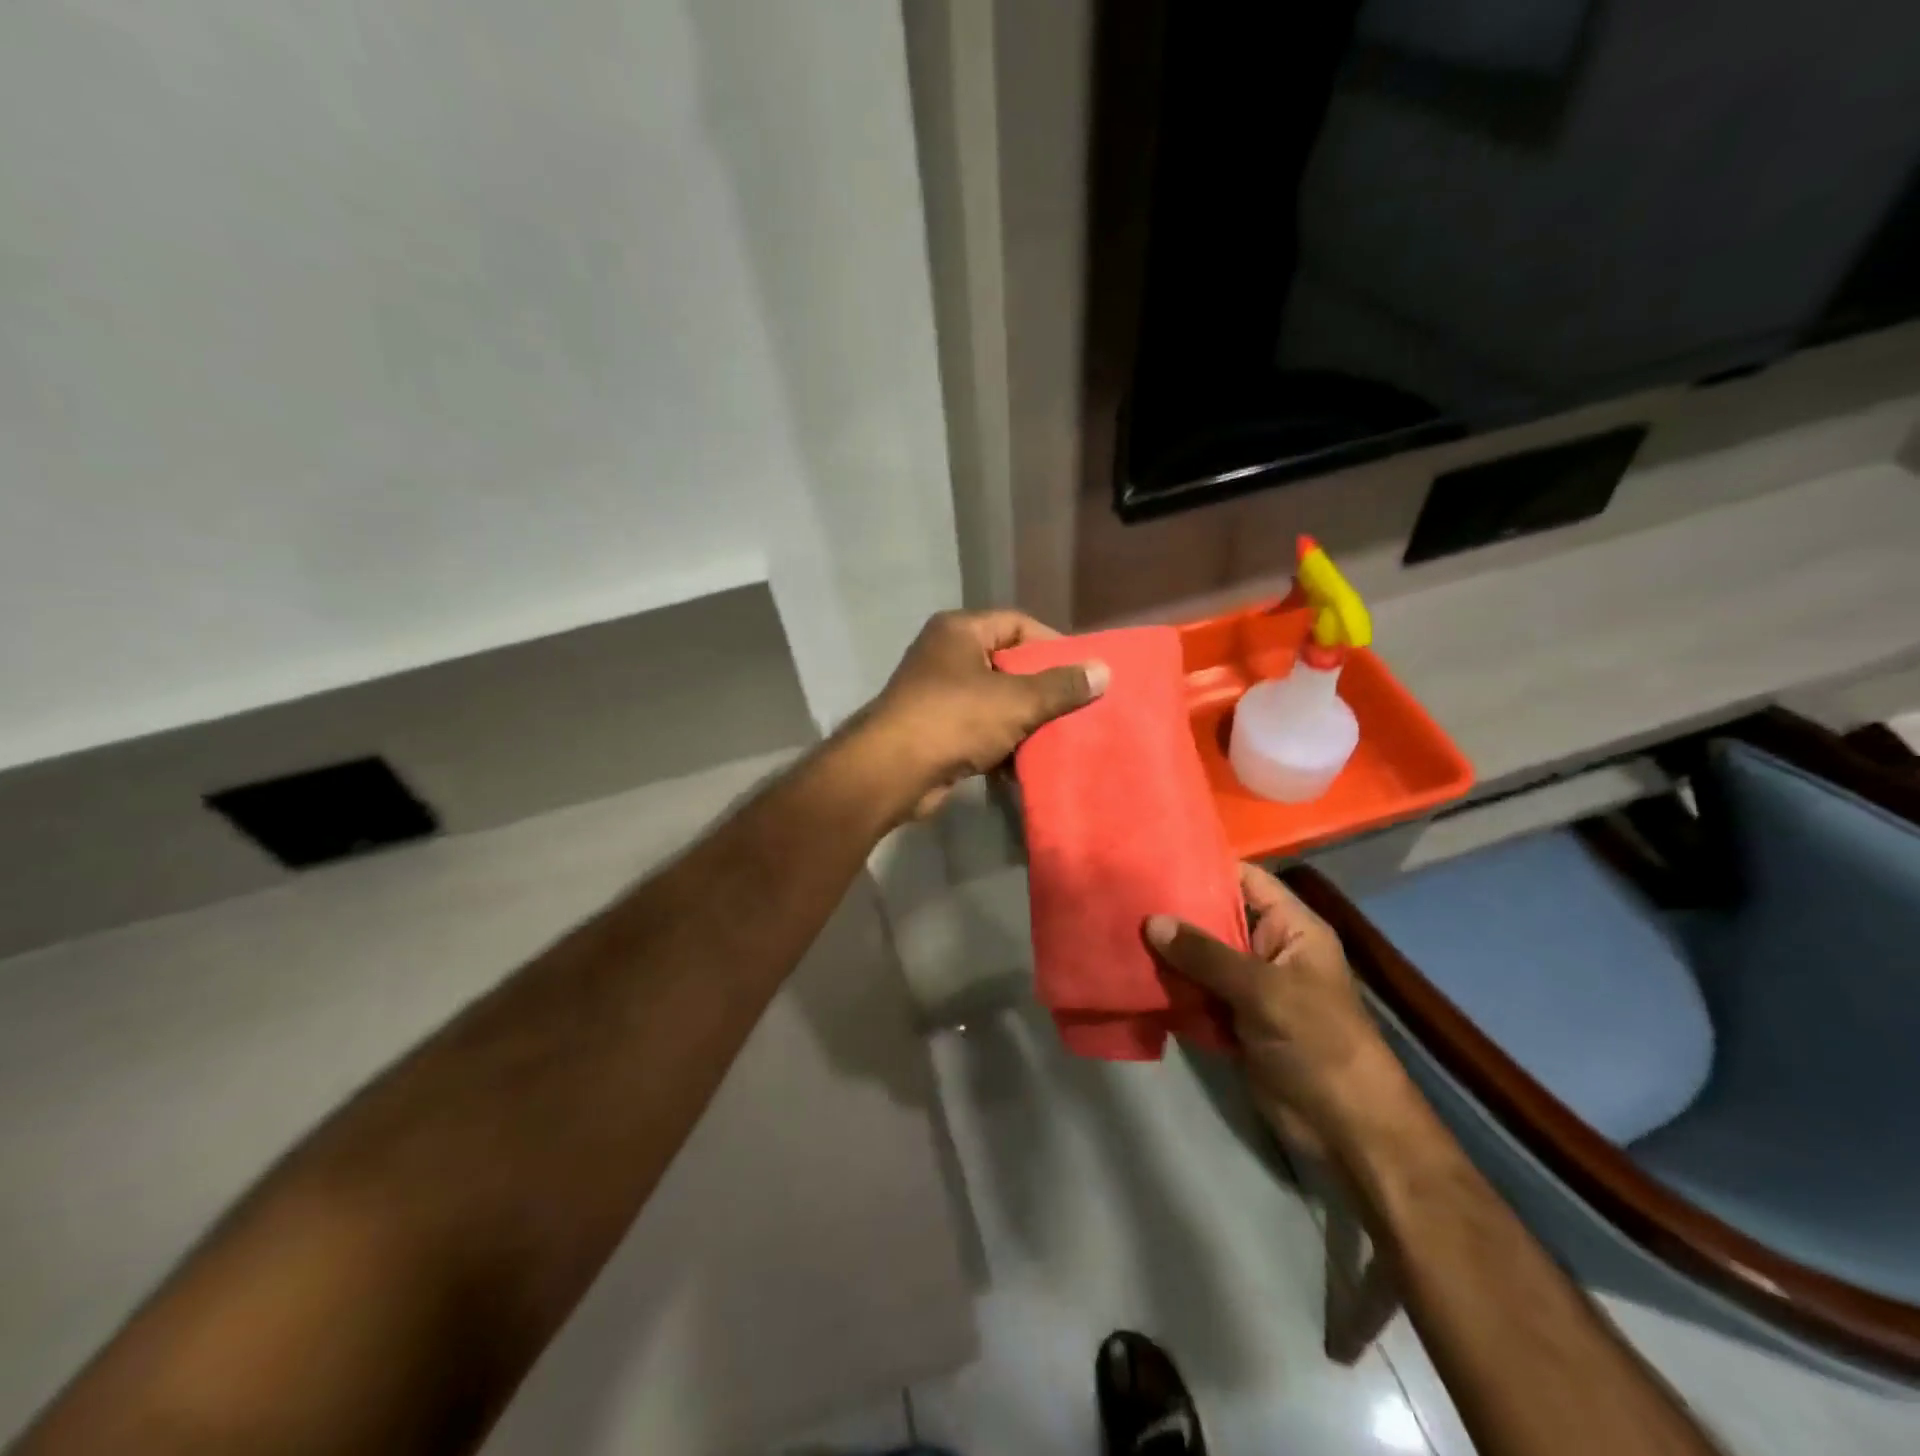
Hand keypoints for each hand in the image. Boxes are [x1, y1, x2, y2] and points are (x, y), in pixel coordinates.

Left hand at [862, 610, 1107, 818]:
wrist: (892, 771)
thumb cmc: (954, 719)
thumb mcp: (1016, 700)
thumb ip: (1061, 686)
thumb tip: (1104, 671)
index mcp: (959, 631)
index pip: (1017, 624)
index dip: (1052, 644)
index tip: (1082, 671)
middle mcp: (944, 655)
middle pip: (1006, 664)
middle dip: (1041, 688)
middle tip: (1076, 707)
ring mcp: (936, 694)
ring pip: (994, 701)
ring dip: (1023, 721)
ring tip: (1058, 738)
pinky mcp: (933, 730)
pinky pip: (978, 729)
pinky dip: (1000, 744)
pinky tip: (1025, 764)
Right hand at [1147, 863, 1409, 1157]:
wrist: (1345, 1128)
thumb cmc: (1317, 1042)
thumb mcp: (1263, 990)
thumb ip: (1205, 955)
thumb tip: (1152, 921)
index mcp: (1291, 928)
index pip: (1246, 880)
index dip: (1206, 868)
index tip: (1156, 861)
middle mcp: (1268, 950)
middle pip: (1216, 919)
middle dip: (1175, 913)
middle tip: (1124, 897)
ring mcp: (1250, 987)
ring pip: (1200, 959)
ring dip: (1167, 954)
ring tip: (1118, 931)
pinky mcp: (1233, 1020)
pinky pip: (1196, 994)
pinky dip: (1171, 989)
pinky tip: (1131, 975)